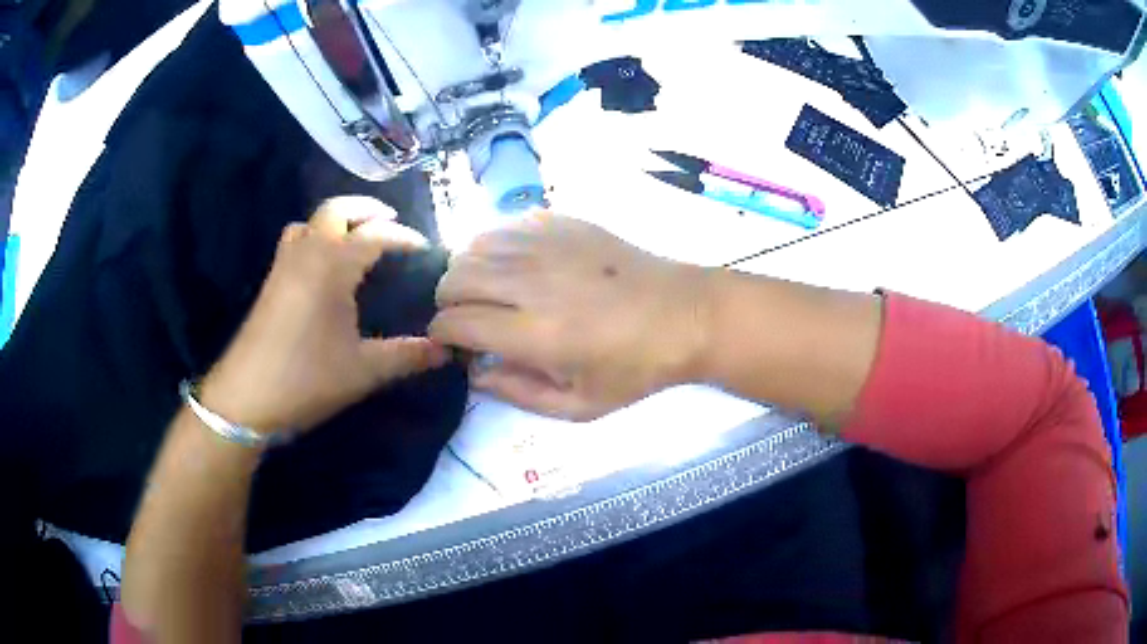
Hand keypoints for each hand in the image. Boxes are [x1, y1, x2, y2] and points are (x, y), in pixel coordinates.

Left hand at [199, 196, 448, 434]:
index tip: (424, 248)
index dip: (403, 237)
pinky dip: (314, 235)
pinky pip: (295, 239)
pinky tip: (322, 266)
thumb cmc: (307, 379)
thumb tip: (446, 350)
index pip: (375, 235)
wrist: (245, 398)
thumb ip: (407, 356)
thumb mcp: (364, 371)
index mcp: (333, 266)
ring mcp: (284, 265)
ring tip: (355, 237)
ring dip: (336, 219)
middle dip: (366, 209)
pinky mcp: (270, 282)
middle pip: (336, 210)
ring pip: (310, 221)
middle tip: (390, 220)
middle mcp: (307, 253)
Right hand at [431, 214, 710, 420]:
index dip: (442, 333)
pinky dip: (495, 244)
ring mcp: (549, 244)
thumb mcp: (579, 406)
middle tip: (464, 316)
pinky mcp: (564, 223)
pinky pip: (506, 224)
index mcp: (537, 333)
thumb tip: (475, 372)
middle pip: (455, 276)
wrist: (685, 315)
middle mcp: (533, 281)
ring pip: (474, 244)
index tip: (451, 342)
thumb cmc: (635, 368)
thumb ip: (518, 393)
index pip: (457, 321)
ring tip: (484, 289)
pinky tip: (512, 263)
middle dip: (445, 299)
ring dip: (466, 269)